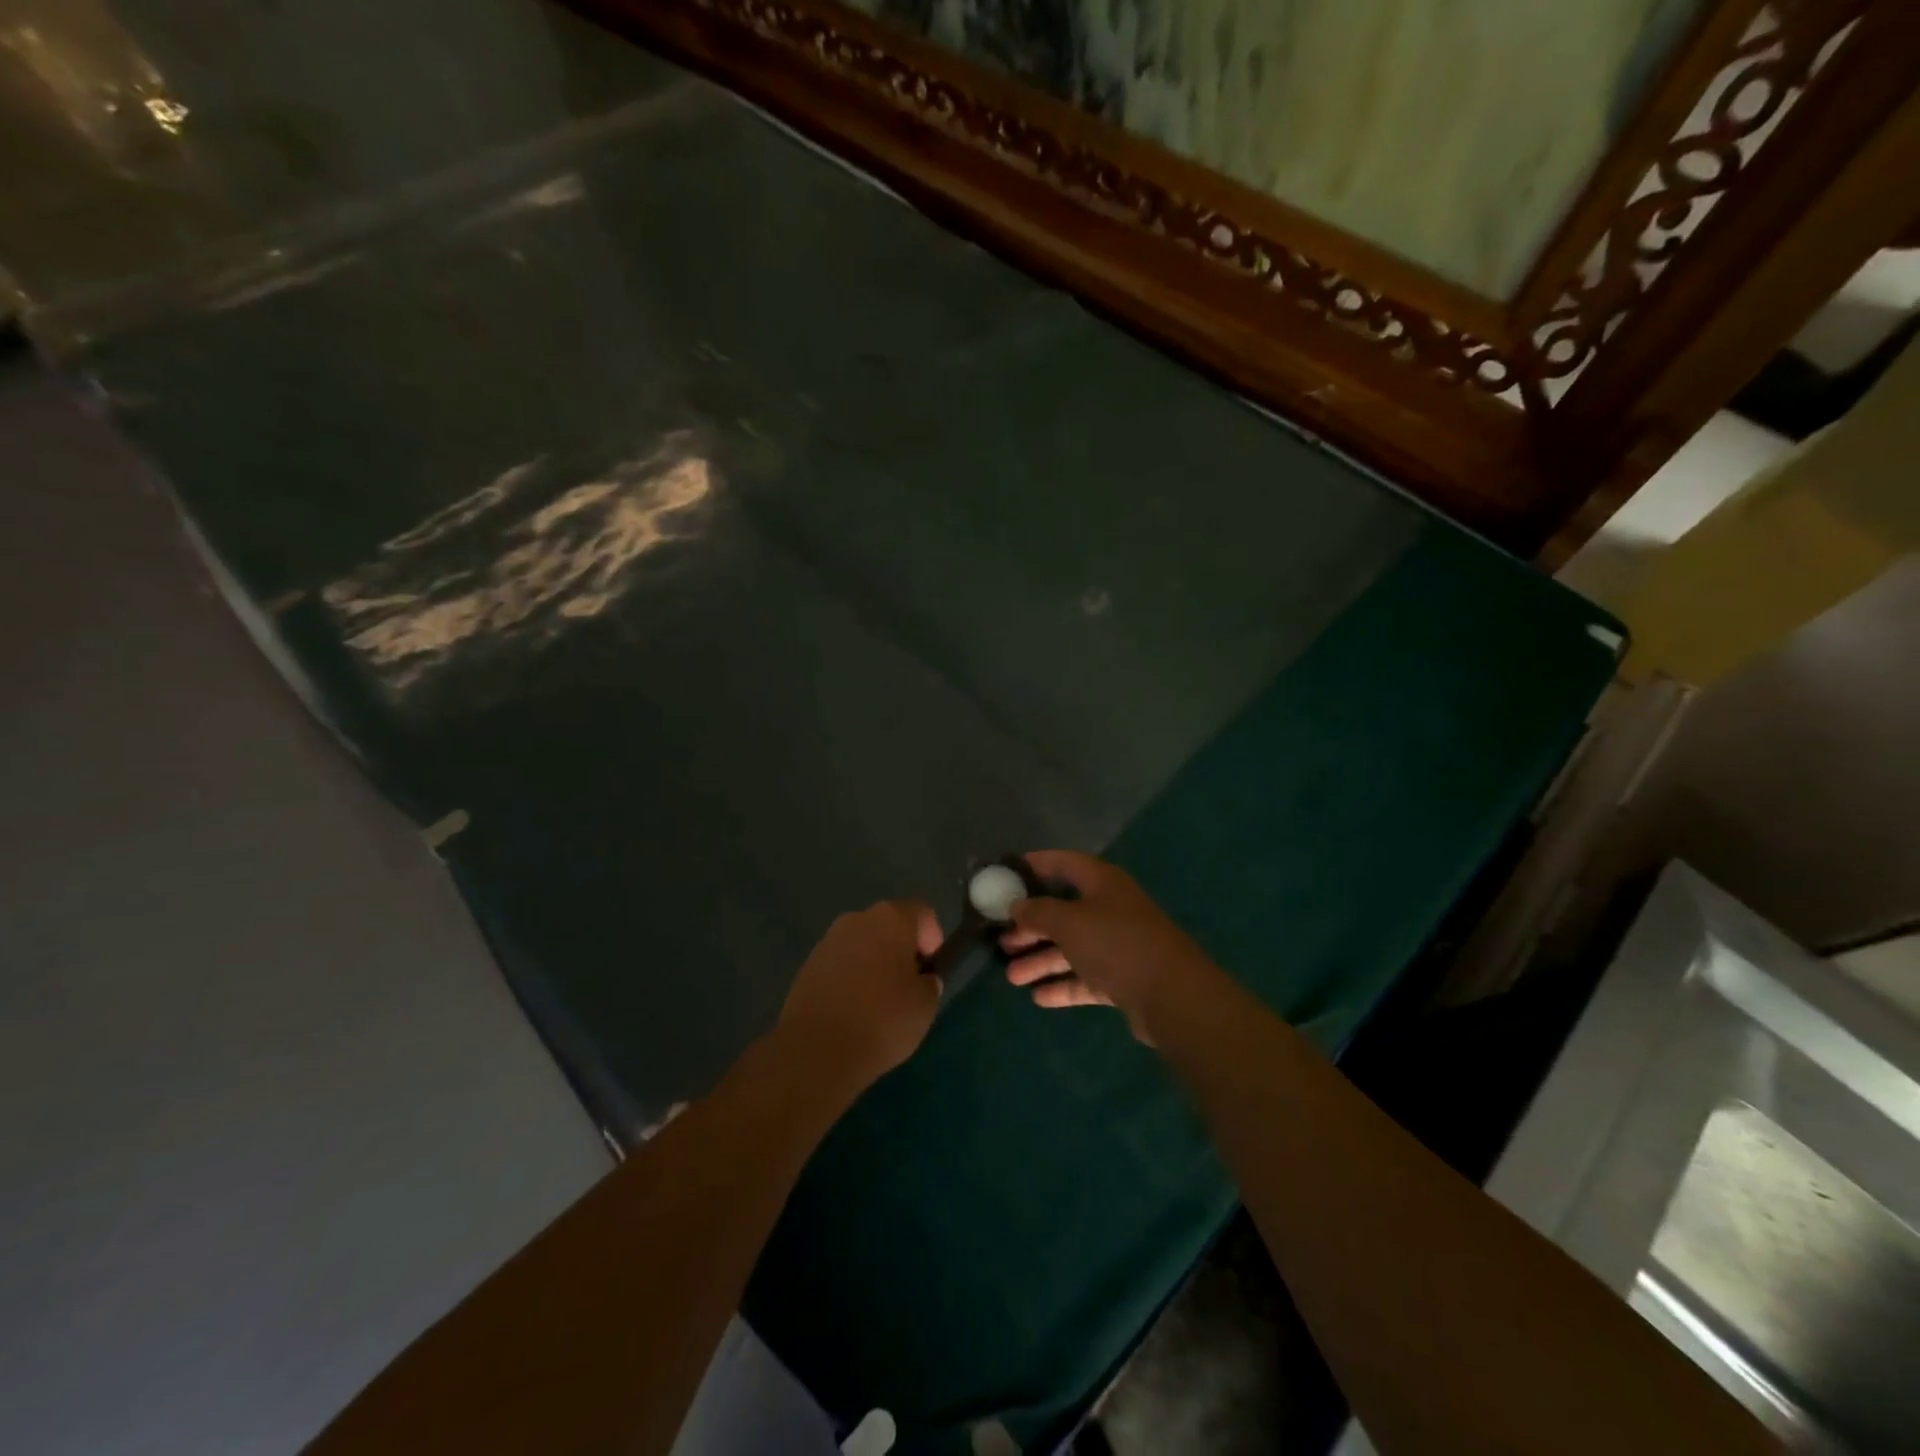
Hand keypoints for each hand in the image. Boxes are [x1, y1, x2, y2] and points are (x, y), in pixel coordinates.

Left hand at [777, 900, 942, 1092]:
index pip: (922, 913)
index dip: (933, 939)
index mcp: (891, 918)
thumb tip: (920, 980)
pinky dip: (850, 979)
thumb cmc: (882, 1020)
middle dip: (901, 950)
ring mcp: (828, 940)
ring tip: (879, 1003)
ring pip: (862, 944)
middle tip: (908, 987)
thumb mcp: (925, 1005)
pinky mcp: (807, 965)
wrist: (817, 1050)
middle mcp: (857, 919)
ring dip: (874, 964)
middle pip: (889, 926)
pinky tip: (852, 1011)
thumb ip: (929, 984)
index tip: (931, 971)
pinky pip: (840, 964)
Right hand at [1002, 851, 1214, 1042]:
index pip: (1063, 863)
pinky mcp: (1124, 979)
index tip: (1005, 874)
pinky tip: (1038, 997)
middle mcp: (1111, 908)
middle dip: (1031, 926)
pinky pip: (1086, 977)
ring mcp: (1119, 945)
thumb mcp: (1069, 922)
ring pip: (1072, 948)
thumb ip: (1038, 912)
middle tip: (1001, 939)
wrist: (1172, 996)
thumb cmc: (1116, 943)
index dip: (1035, 865)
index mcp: (1102, 883)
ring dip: (1042, 960)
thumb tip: (1016, 905)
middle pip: (1063, 911)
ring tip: (1011, 976)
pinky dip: (1063, 985)